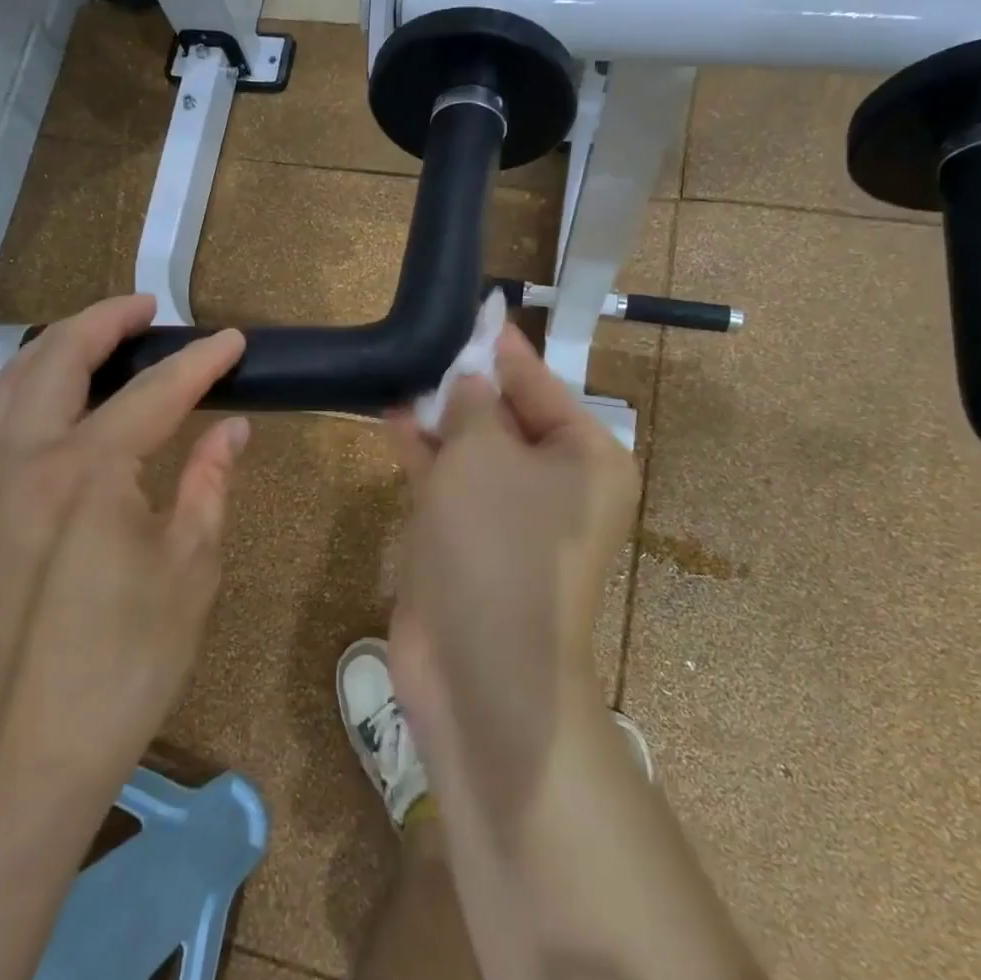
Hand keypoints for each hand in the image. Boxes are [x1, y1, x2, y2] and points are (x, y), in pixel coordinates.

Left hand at [0, 295, 249, 801]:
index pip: (154, 394)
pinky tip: (60, 398)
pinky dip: (29, 385)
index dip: (200, 363)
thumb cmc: (125, 664)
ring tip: (103, 336)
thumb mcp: (189, 571)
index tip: (234, 340)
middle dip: (105, 321)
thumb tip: (232, 431)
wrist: (23, 751)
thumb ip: (209, 485)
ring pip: (13, 381)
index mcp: (89, 474)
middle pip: (59, 358)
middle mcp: (25, 460)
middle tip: (149, 309)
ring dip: (59, 345)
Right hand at [385, 326, 638, 814]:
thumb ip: (473, 405)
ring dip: (442, 415)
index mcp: (586, 460)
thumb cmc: (496, 542)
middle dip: (468, 382)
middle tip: (429, 338)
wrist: (479, 667)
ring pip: (475, 450)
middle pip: (509, 417)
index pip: (543, 386)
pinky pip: (450, 483)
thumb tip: (470, 379)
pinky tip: (394, 415)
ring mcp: (511, 518)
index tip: (478, 313)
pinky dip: (426, 452)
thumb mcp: (483, 454)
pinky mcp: (471, 543)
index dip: (505, 350)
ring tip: (404, 370)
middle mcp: (557, 486)